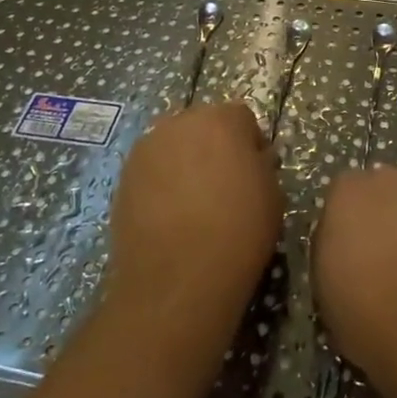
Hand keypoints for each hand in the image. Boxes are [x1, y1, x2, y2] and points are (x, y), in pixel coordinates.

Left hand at [108, 103, 280, 311]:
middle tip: (224, 184)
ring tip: (194, 202)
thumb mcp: (273, 194)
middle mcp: (179, 123)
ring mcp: (146, 149)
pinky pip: (152, 170)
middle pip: (203, 125)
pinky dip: (162, 183)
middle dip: (214, 146)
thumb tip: (250, 160)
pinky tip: (170, 215)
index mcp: (221, 120)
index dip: (250, 144)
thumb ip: (261, 164)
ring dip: (185, 162)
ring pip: (174, 145)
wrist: (177, 280)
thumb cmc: (237, 231)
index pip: (241, 118)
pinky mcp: (123, 178)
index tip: (255, 172)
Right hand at [313, 166, 396, 378]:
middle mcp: (392, 179)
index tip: (353, 257)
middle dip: (389, 219)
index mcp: (349, 193)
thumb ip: (335, 254)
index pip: (344, 197)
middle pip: (388, 192)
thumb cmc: (370, 313)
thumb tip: (349, 252)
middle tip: (392, 263)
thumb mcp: (328, 292)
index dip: (350, 227)